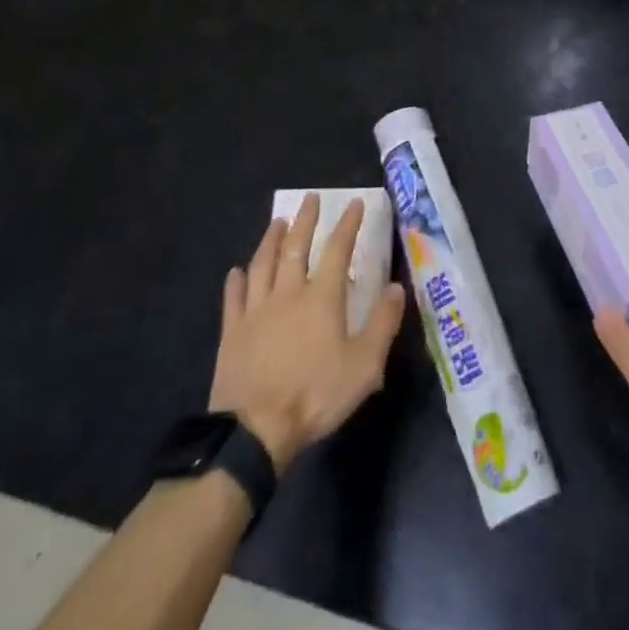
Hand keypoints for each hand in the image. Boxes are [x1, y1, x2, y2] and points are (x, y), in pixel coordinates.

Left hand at [209, 198, 405, 472]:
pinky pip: (234, 297)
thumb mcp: (364, 366)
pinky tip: (237, 271)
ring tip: (278, 222)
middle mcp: (288, 293)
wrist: (255, 431)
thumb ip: (383, 324)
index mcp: (321, 298)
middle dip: (306, 220)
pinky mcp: (232, 331)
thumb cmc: (315, 396)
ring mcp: (256, 310)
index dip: (348, 225)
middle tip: (310, 198)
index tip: (354, 203)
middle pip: (295, 247)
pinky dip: (236, 280)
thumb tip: (396, 288)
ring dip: (270, 239)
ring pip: (262, 263)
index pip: (337, 250)